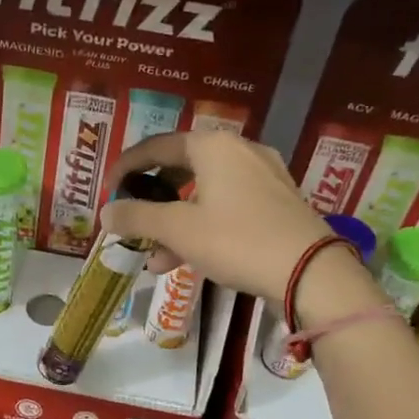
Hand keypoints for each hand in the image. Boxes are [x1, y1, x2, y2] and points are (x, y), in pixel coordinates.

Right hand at [101, 131, 333, 303]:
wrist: (312, 273)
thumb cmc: (238, 240)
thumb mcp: (179, 230)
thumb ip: (137, 217)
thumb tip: (106, 212)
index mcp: (213, 146)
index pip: (156, 146)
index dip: (126, 167)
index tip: (108, 192)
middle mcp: (240, 151)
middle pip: (182, 169)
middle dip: (152, 201)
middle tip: (133, 221)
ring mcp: (264, 177)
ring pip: (205, 193)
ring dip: (175, 222)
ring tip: (155, 256)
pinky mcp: (278, 203)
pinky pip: (228, 207)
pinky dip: (203, 227)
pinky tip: (187, 260)